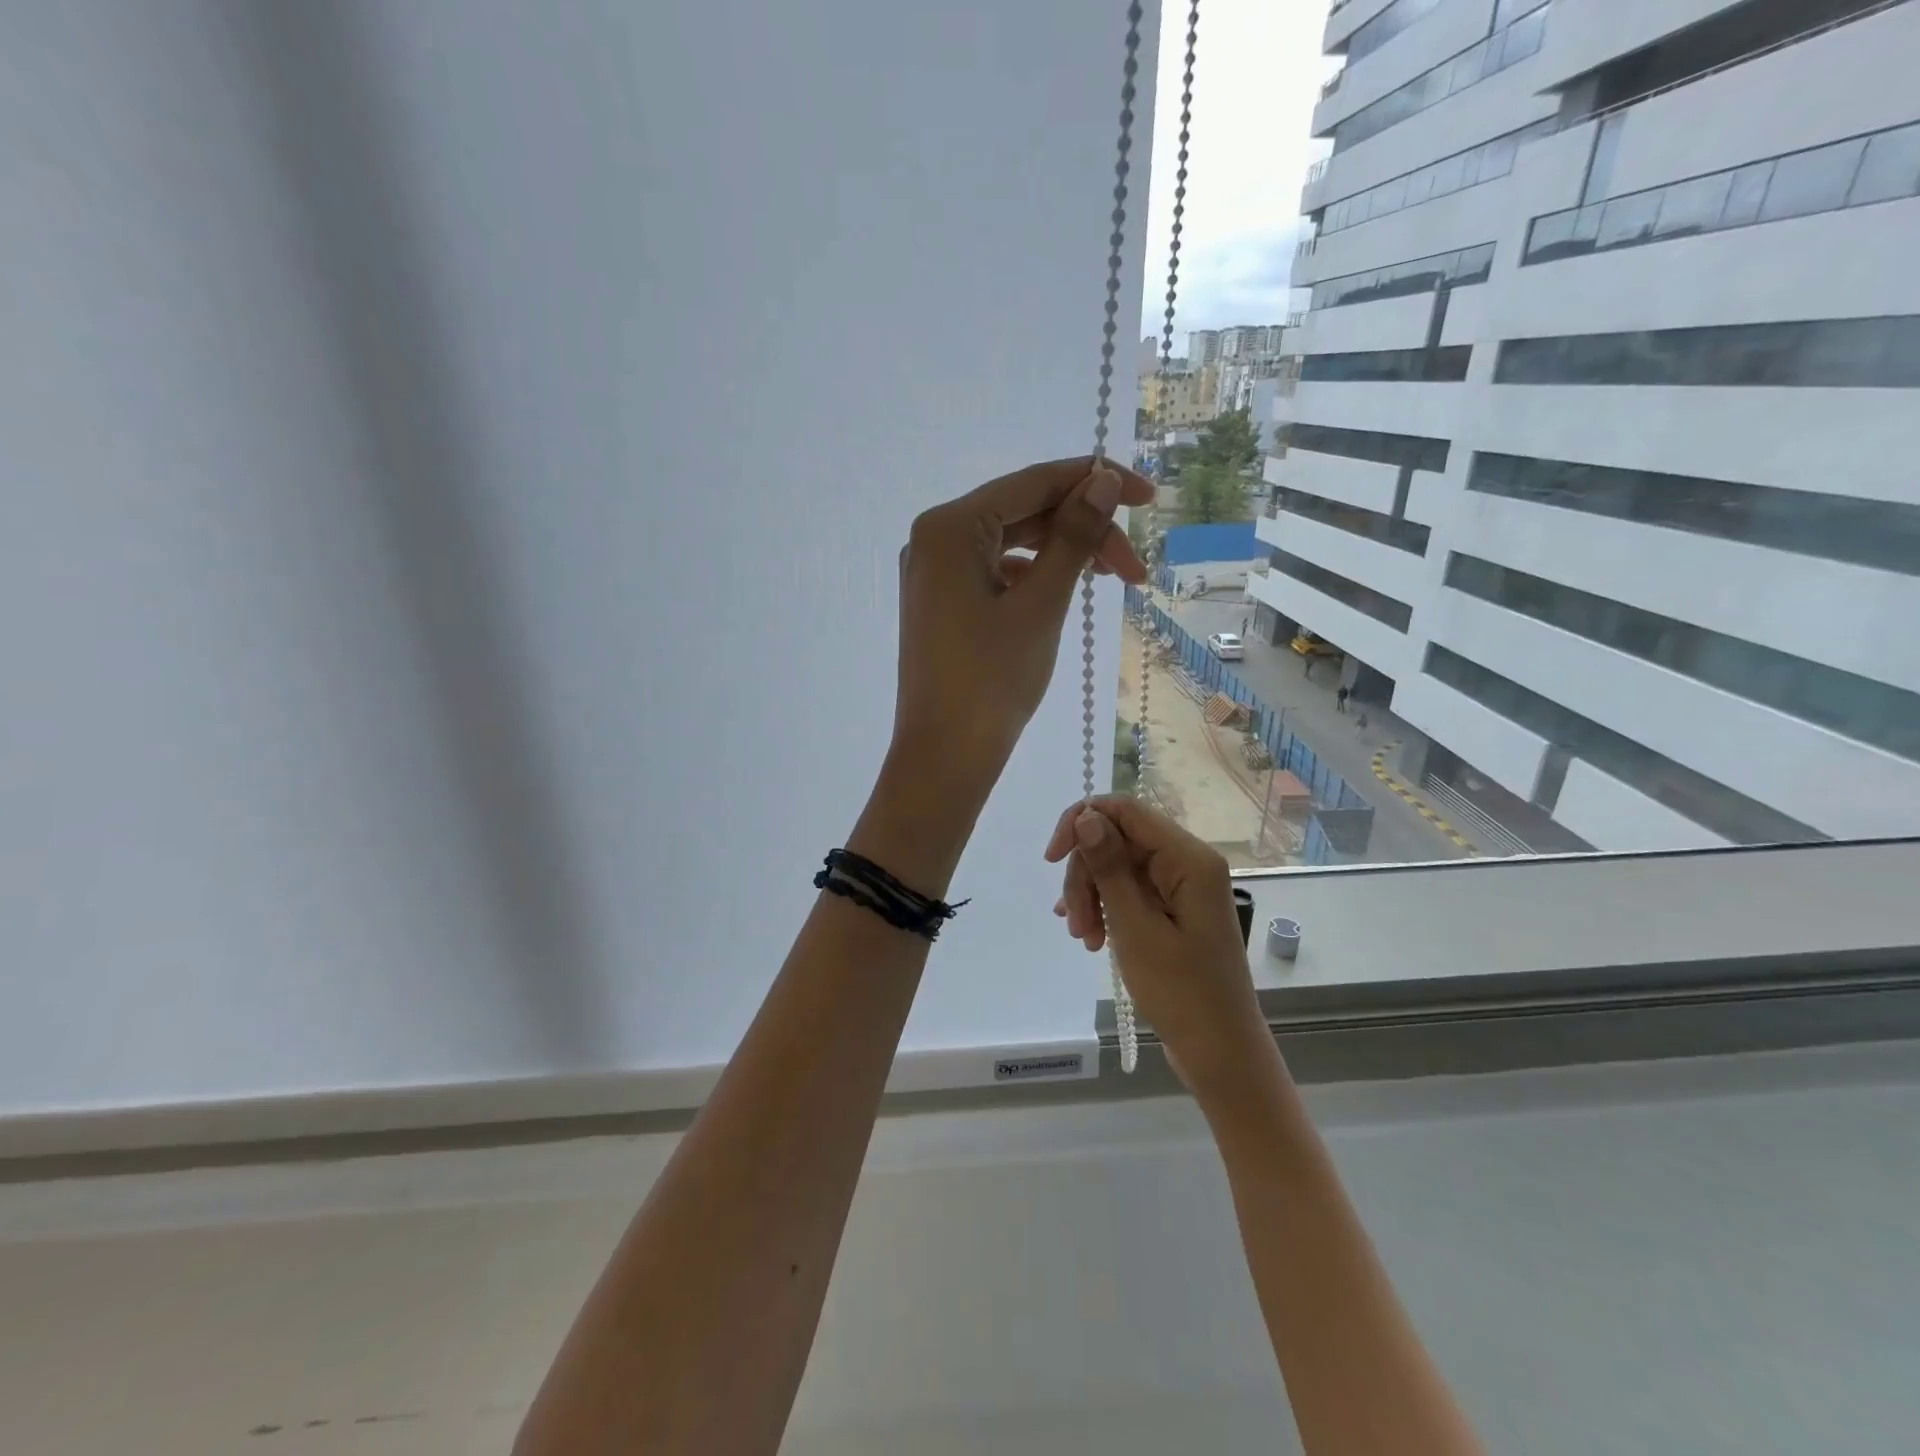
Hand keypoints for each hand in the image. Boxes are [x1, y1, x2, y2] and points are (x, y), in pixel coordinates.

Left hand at [891, 458, 1153, 789]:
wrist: (945, 756)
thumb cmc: (993, 681)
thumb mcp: (1042, 604)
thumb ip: (1074, 536)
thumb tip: (1101, 480)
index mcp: (949, 527)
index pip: (1033, 483)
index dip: (1095, 481)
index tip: (1148, 498)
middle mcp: (934, 538)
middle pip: (1023, 512)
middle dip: (1084, 531)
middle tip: (1135, 570)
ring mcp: (934, 572)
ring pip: (1012, 543)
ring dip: (1063, 554)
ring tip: (1112, 581)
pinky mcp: (941, 601)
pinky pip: (995, 571)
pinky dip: (1034, 576)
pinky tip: (1064, 593)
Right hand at [1044, 796, 1275, 1102]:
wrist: (1220, 1052)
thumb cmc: (1181, 993)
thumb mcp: (1136, 927)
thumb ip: (1109, 867)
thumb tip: (1086, 815)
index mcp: (1189, 858)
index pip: (1126, 810)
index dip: (1081, 822)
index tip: (1051, 858)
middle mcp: (1187, 861)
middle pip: (1117, 840)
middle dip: (1087, 875)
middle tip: (1076, 924)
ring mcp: (1180, 885)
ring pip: (1117, 866)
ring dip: (1092, 896)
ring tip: (1083, 938)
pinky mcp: (1173, 908)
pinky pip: (1129, 890)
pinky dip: (1105, 908)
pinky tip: (1089, 934)